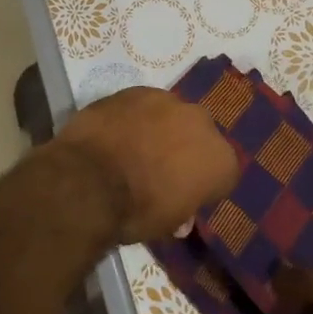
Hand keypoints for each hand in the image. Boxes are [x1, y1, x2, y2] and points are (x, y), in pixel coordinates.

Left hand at [55, 87, 238, 243]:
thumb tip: (180, 214)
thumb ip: (182, 210)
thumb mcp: (168, 224)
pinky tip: (115, 133)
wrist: (90, 180)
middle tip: (159, 170)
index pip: (222, 175)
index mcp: (221, 160)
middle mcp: (202, 122)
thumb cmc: (137, 210)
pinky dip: (134, 117)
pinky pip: (142, 104)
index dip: (203, 187)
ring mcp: (169, 100)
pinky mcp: (136, 89)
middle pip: (199, 137)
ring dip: (159, 128)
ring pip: (171, 115)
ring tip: (133, 148)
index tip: (184, 197)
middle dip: (185, 149)